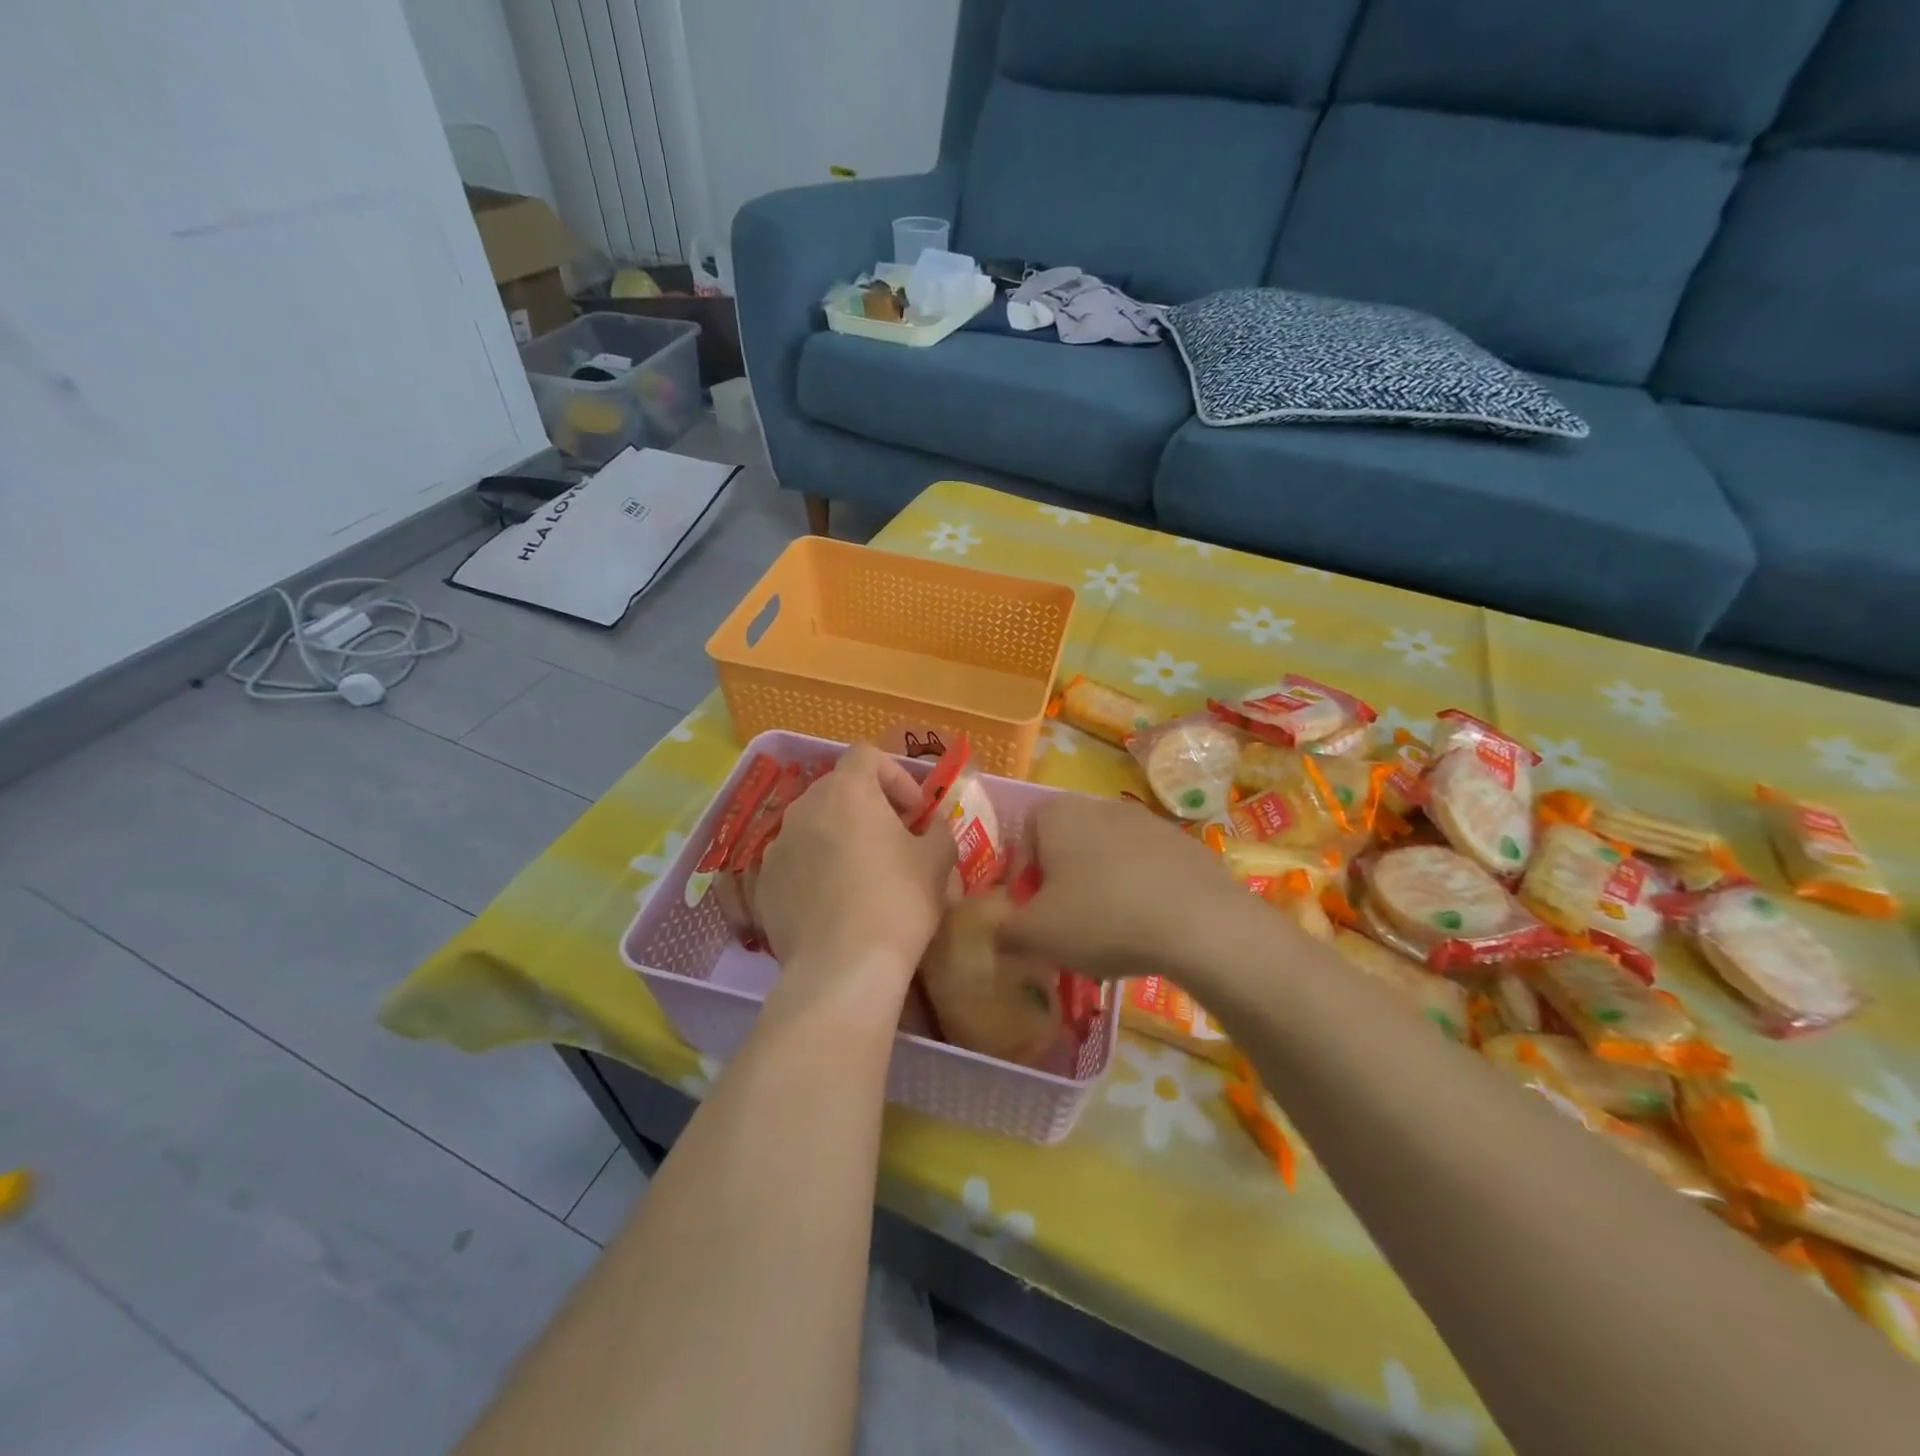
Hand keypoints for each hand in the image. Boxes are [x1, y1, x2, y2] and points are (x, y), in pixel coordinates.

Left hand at [754, 745, 956, 1011]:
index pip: (867, 755)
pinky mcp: (764, 884)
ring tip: (861, 876)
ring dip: (838, 839)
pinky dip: (814, 871)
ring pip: (813, 827)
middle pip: (838, 790)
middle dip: (868, 808)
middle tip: (893, 841)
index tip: (914, 813)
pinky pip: (795, 863)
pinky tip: (834, 906)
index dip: (895, 776)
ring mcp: (778, 846)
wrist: (843, 967)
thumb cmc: (898, 901)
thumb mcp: (937, 861)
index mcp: (847, 790)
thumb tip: (933, 826)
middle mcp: (804, 807)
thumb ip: (939, 830)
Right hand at [1000, 795, 1255, 981]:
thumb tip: (998, 932)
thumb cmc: (1103, 918)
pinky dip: (1141, 890)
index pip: (1023, 838)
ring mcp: (1147, 820)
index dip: (1023, 879)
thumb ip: (1005, 931)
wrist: (1201, 924)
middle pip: (1066, 844)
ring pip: (1107, 855)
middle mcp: (1099, 805)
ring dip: (1101, 886)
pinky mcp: (1185, 843)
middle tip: (1068, 925)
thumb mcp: (1037, 935)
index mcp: (1057, 814)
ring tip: (1111, 930)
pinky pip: (1147, 867)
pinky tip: (1150, 925)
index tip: (1033, 915)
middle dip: (1062, 882)